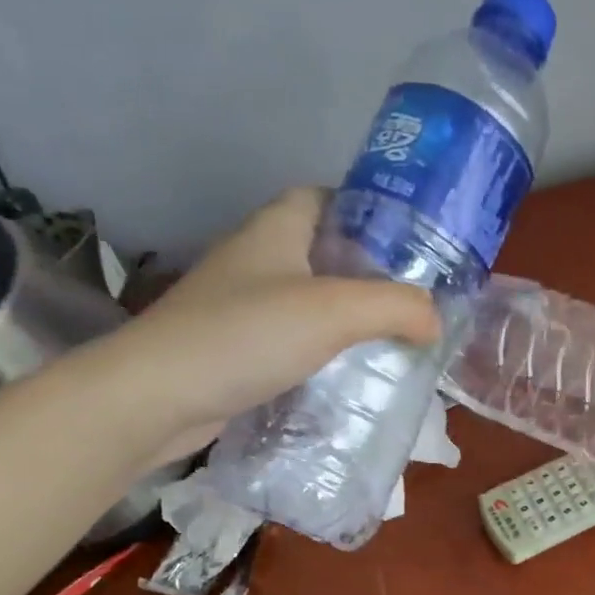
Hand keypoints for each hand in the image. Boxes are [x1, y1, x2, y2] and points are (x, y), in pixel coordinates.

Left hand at [86, 188, 441, 463]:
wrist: (159, 397)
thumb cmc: (245, 336)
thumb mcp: (334, 312)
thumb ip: (395, 307)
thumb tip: (434, 319)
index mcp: (275, 229)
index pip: (325, 198)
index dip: (366, 211)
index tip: (409, 244)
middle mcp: (256, 259)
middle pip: (323, 252)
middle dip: (368, 273)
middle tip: (413, 302)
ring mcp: (242, 306)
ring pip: (309, 301)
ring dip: (348, 318)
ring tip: (394, 341)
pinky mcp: (237, 349)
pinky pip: (294, 341)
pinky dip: (324, 353)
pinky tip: (351, 376)